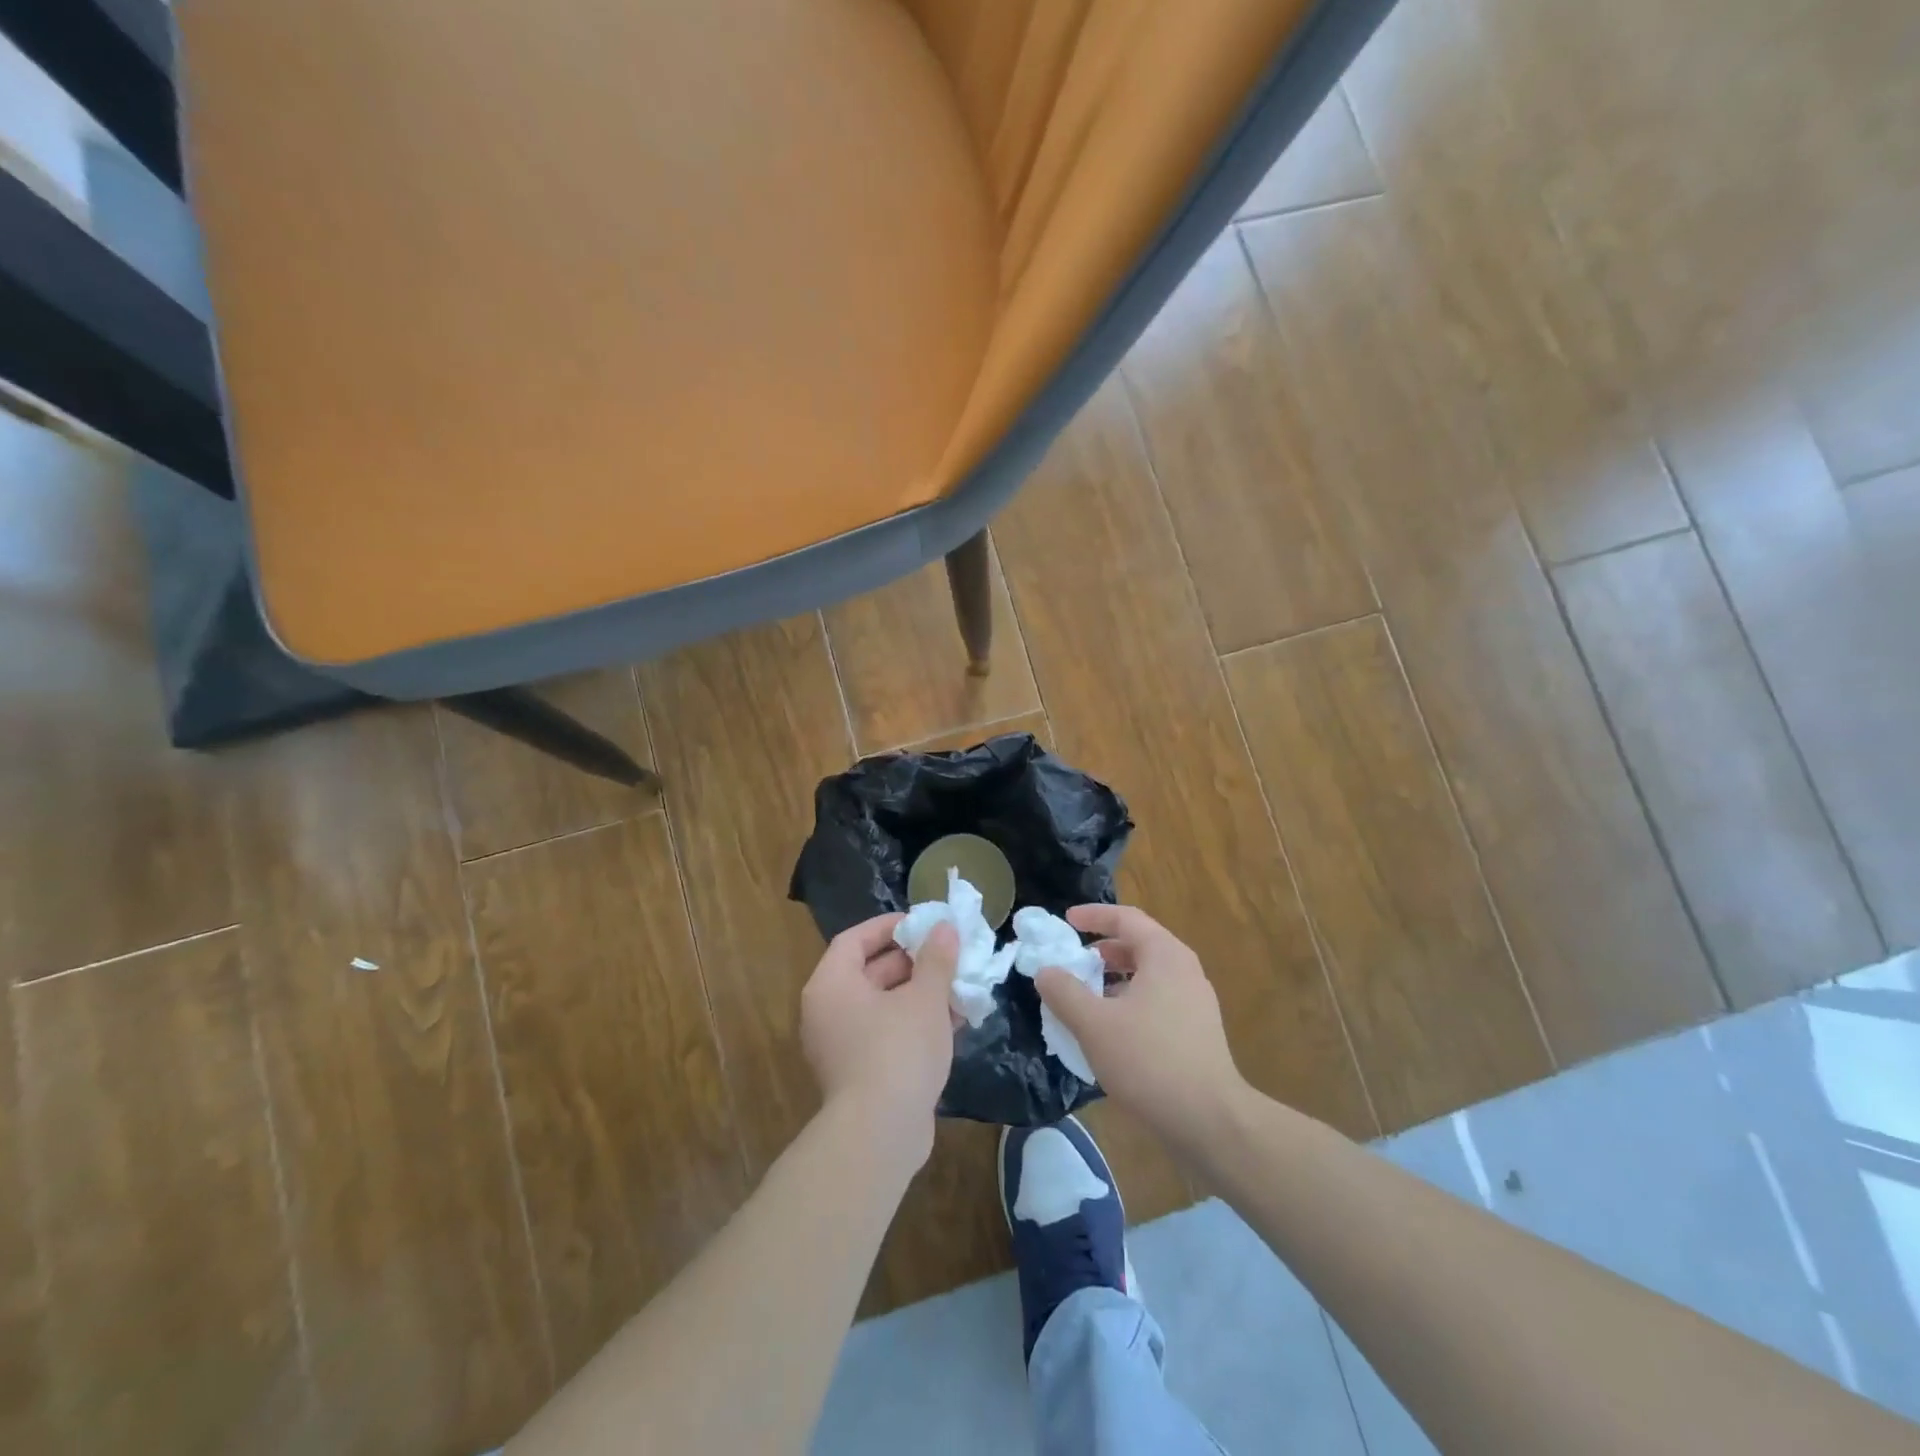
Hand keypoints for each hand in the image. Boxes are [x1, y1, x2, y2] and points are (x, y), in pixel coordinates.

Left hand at [800, 915, 957, 1165]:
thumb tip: (944, 928)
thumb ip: (936, 959)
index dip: (889, 927)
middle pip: (869, 972)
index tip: (923, 924)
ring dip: (920, 994)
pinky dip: (914, 1024)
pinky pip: (885, 1034)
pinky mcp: (858, 1074)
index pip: (854, 940)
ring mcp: (840, 1046)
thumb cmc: (898, 1050)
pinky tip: (953, 1022)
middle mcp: (828, 1011)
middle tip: (948, 954)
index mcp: (832, 985)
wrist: (880, 1135)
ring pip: (882, 1006)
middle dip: (913, 962)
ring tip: (959, 986)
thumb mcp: (925, 998)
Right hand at [1035, 905, 1247, 1150]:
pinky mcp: (1198, 1031)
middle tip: (1073, 961)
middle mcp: (1184, 970)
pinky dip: (1130, 1000)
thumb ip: (1064, 992)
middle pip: (1139, 944)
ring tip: (1087, 997)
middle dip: (1102, 949)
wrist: (1210, 1120)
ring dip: (1115, 978)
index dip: (1093, 915)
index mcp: (1164, 955)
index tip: (1066, 921)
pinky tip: (1112, 1029)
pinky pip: (1158, 999)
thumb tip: (1045, 971)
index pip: (1126, 918)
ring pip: (1149, 975)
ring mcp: (1195, 1001)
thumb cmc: (1149, 1061)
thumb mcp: (1093, 1024)